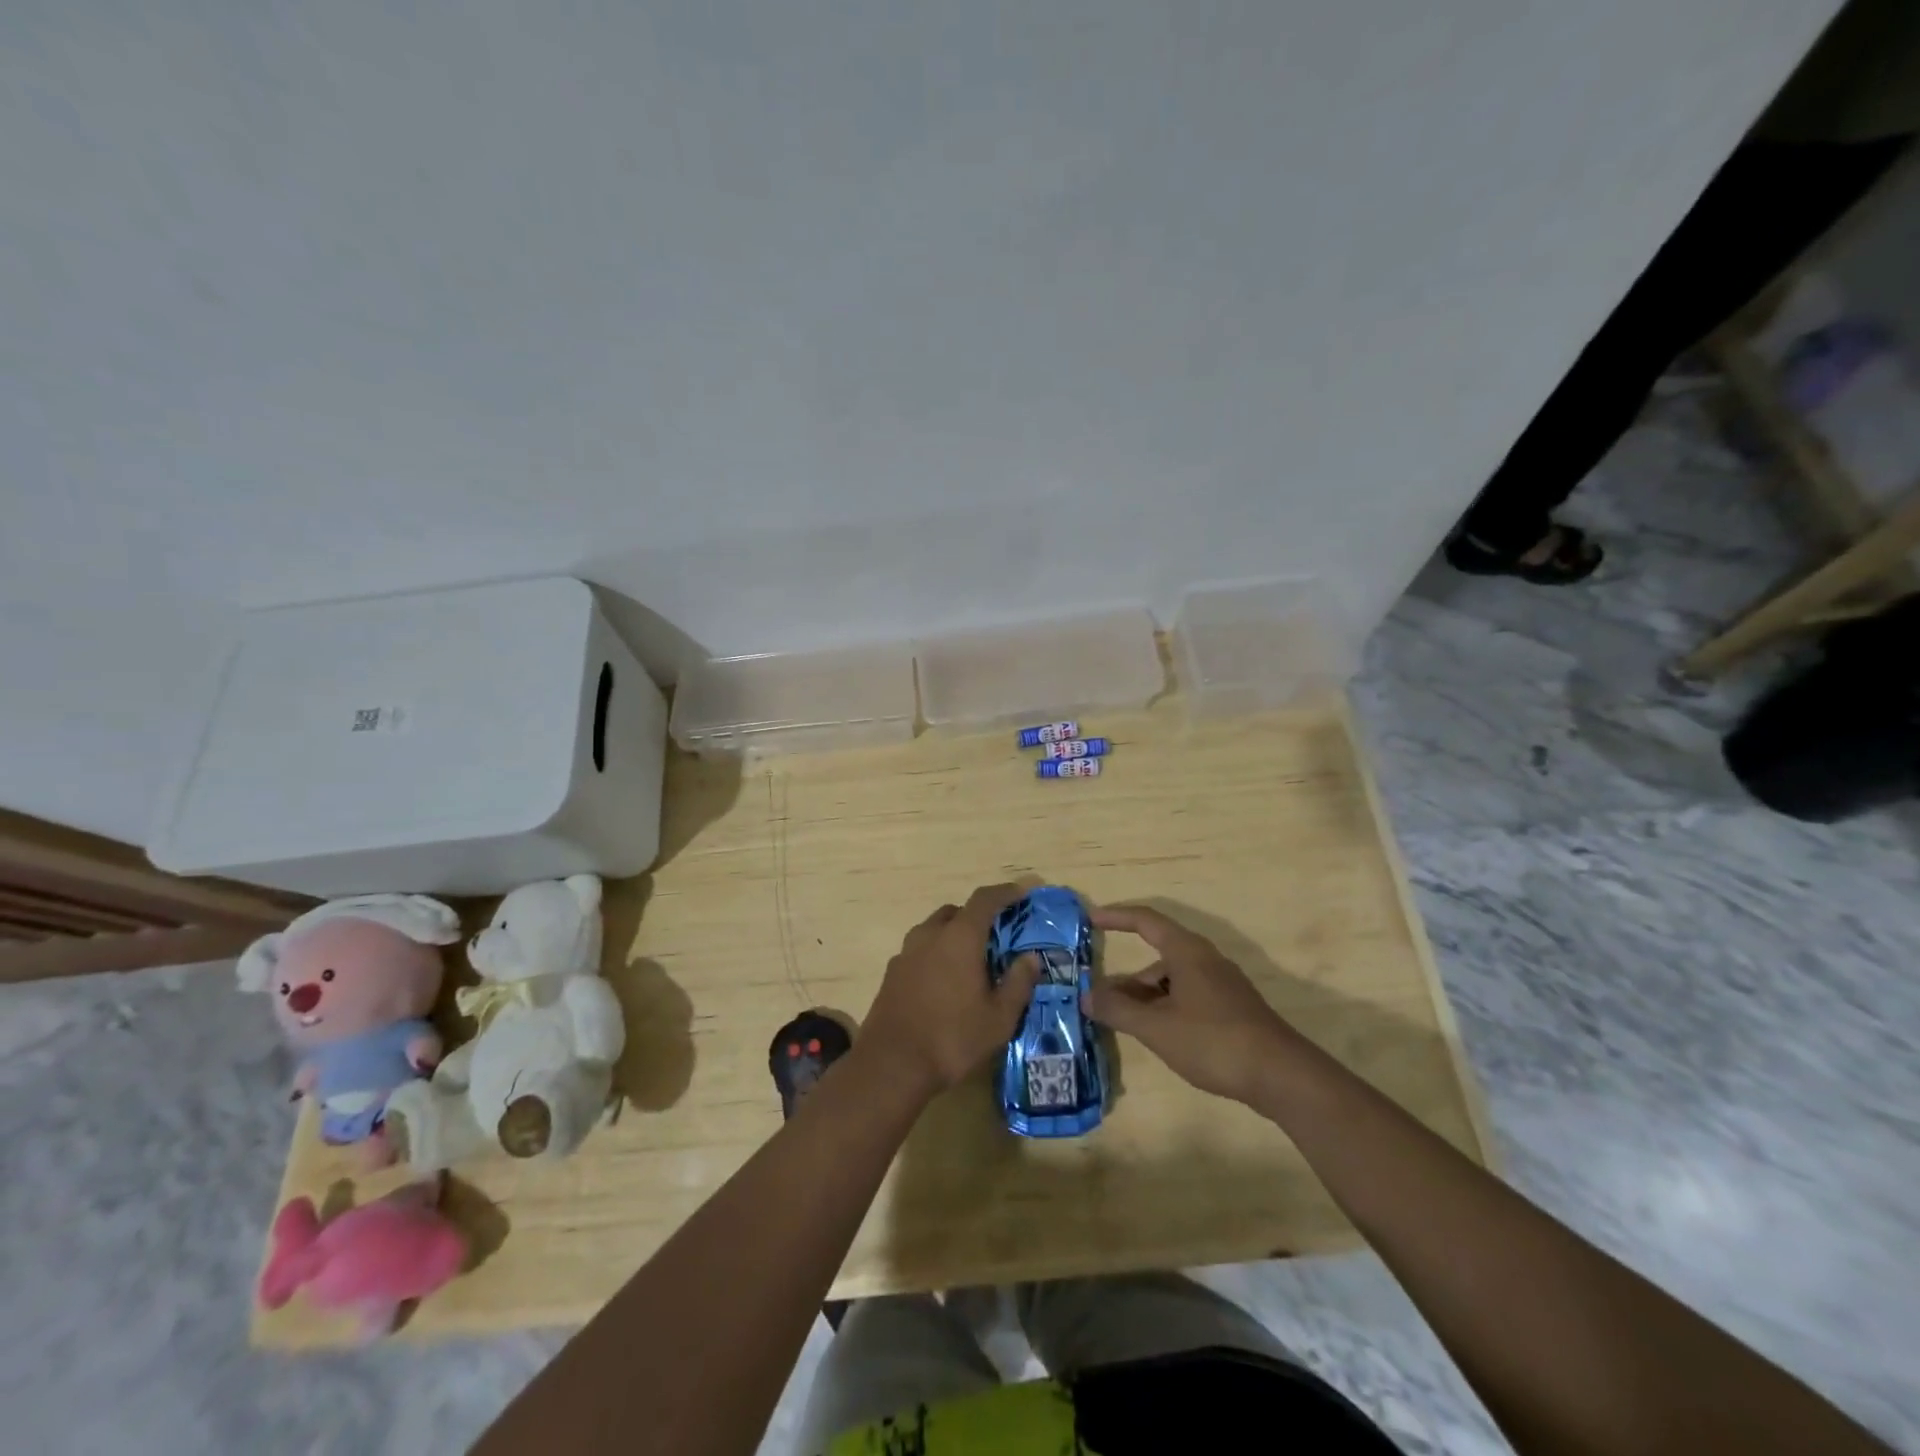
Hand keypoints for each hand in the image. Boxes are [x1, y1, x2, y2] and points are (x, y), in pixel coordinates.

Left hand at [859, 883, 1043, 1102]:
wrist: (891, 1064)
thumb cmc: (952, 1038)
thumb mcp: (999, 1018)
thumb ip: (1018, 983)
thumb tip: (1030, 958)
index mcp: (960, 937)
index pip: (985, 899)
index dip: (1006, 892)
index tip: (1023, 891)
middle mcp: (930, 934)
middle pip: (958, 912)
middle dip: (979, 916)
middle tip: (999, 935)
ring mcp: (907, 952)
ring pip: (935, 929)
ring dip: (955, 935)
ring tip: (973, 960)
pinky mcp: (892, 972)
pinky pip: (921, 950)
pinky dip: (937, 953)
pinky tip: (946, 981)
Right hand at [1085, 904, 1300, 1105]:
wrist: (1282, 1075)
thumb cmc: (1213, 1041)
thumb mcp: (1157, 1027)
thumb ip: (1118, 1010)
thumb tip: (1085, 996)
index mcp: (1187, 952)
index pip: (1145, 921)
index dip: (1116, 917)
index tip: (1089, 920)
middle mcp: (1204, 960)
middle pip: (1156, 958)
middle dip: (1126, 979)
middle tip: (1098, 1000)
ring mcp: (1221, 985)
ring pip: (1172, 981)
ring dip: (1144, 997)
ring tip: (1122, 1024)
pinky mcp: (1231, 1009)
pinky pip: (1187, 997)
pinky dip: (1164, 1008)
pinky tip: (1156, 1035)